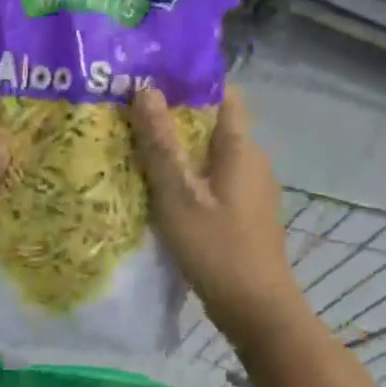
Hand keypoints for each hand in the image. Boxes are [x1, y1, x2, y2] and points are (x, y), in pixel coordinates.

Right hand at [132, 86, 302, 346]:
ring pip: (211, 157)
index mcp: (241, 148)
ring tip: (136, 150)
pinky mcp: (244, 215)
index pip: (223, 95)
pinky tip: (159, 192)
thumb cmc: (216, 247)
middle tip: (130, 116)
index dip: (190, 82)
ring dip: (179, 151)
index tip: (150, 78)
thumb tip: (145, 90)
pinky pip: (213, 182)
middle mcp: (252, 161)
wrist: (255, 307)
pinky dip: (188, 179)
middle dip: (175, 117)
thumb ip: (160, 144)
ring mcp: (251, 190)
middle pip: (213, 125)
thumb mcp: (178, 195)